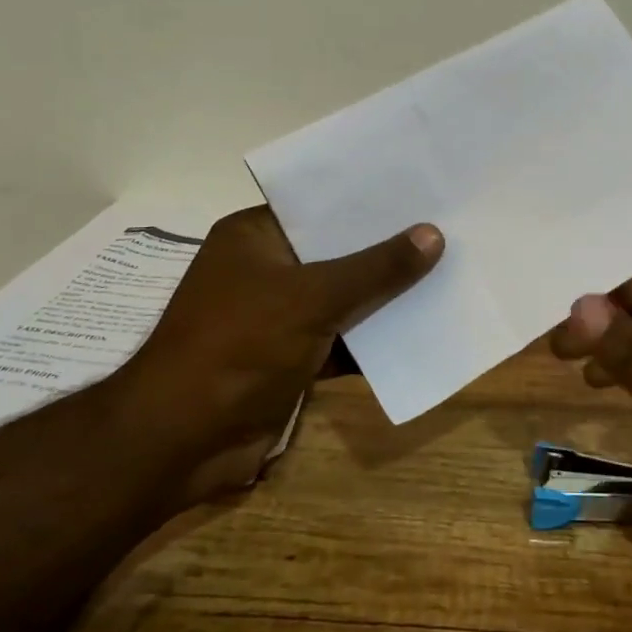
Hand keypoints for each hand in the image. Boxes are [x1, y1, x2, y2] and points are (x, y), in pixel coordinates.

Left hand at [117, 206, 441, 502]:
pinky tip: (425, 328)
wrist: (181, 442)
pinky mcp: (291, 358)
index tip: (422, 189)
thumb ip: (375, 268)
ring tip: (449, 272)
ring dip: (387, 296)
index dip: (370, 198)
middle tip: (449, 227)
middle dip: (388, 248)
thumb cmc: (238, 346)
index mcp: (256, 237)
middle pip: (338, 252)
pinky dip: (374, 340)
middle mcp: (267, 270)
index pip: (320, 205)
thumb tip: (434, 235)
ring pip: (345, 298)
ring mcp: (278, 317)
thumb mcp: (312, 297)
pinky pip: (343, 339)